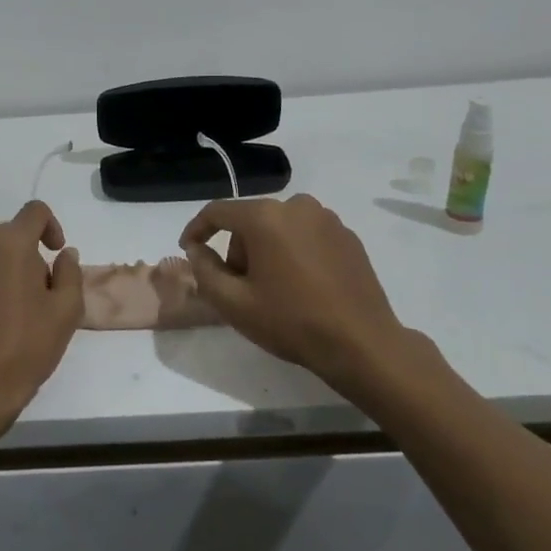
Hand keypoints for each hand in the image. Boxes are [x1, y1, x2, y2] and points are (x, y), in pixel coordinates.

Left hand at [0, 200, 82, 432]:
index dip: (52, 226)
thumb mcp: (66, 311)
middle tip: (39, 294)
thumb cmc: (26, 346)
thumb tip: (64, 255)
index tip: (55, 254)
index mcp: (10, 242)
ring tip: (11, 310)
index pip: (35, 211)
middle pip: (8, 234)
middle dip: (27, 254)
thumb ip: (69, 273)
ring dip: (1, 270)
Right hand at [180, 194, 405, 385]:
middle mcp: (296, 206)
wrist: (363, 344)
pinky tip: (301, 286)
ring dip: (266, 250)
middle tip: (240, 286)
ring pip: (278, 227)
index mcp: (265, 217)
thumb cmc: (292, 322)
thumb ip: (204, 271)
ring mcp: (327, 219)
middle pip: (250, 220)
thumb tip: (197, 249)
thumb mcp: (234, 303)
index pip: (217, 211)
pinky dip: (294, 252)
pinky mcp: (347, 236)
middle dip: (238, 249)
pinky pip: (306, 235)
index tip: (188, 249)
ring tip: (273, 289)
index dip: (197, 229)